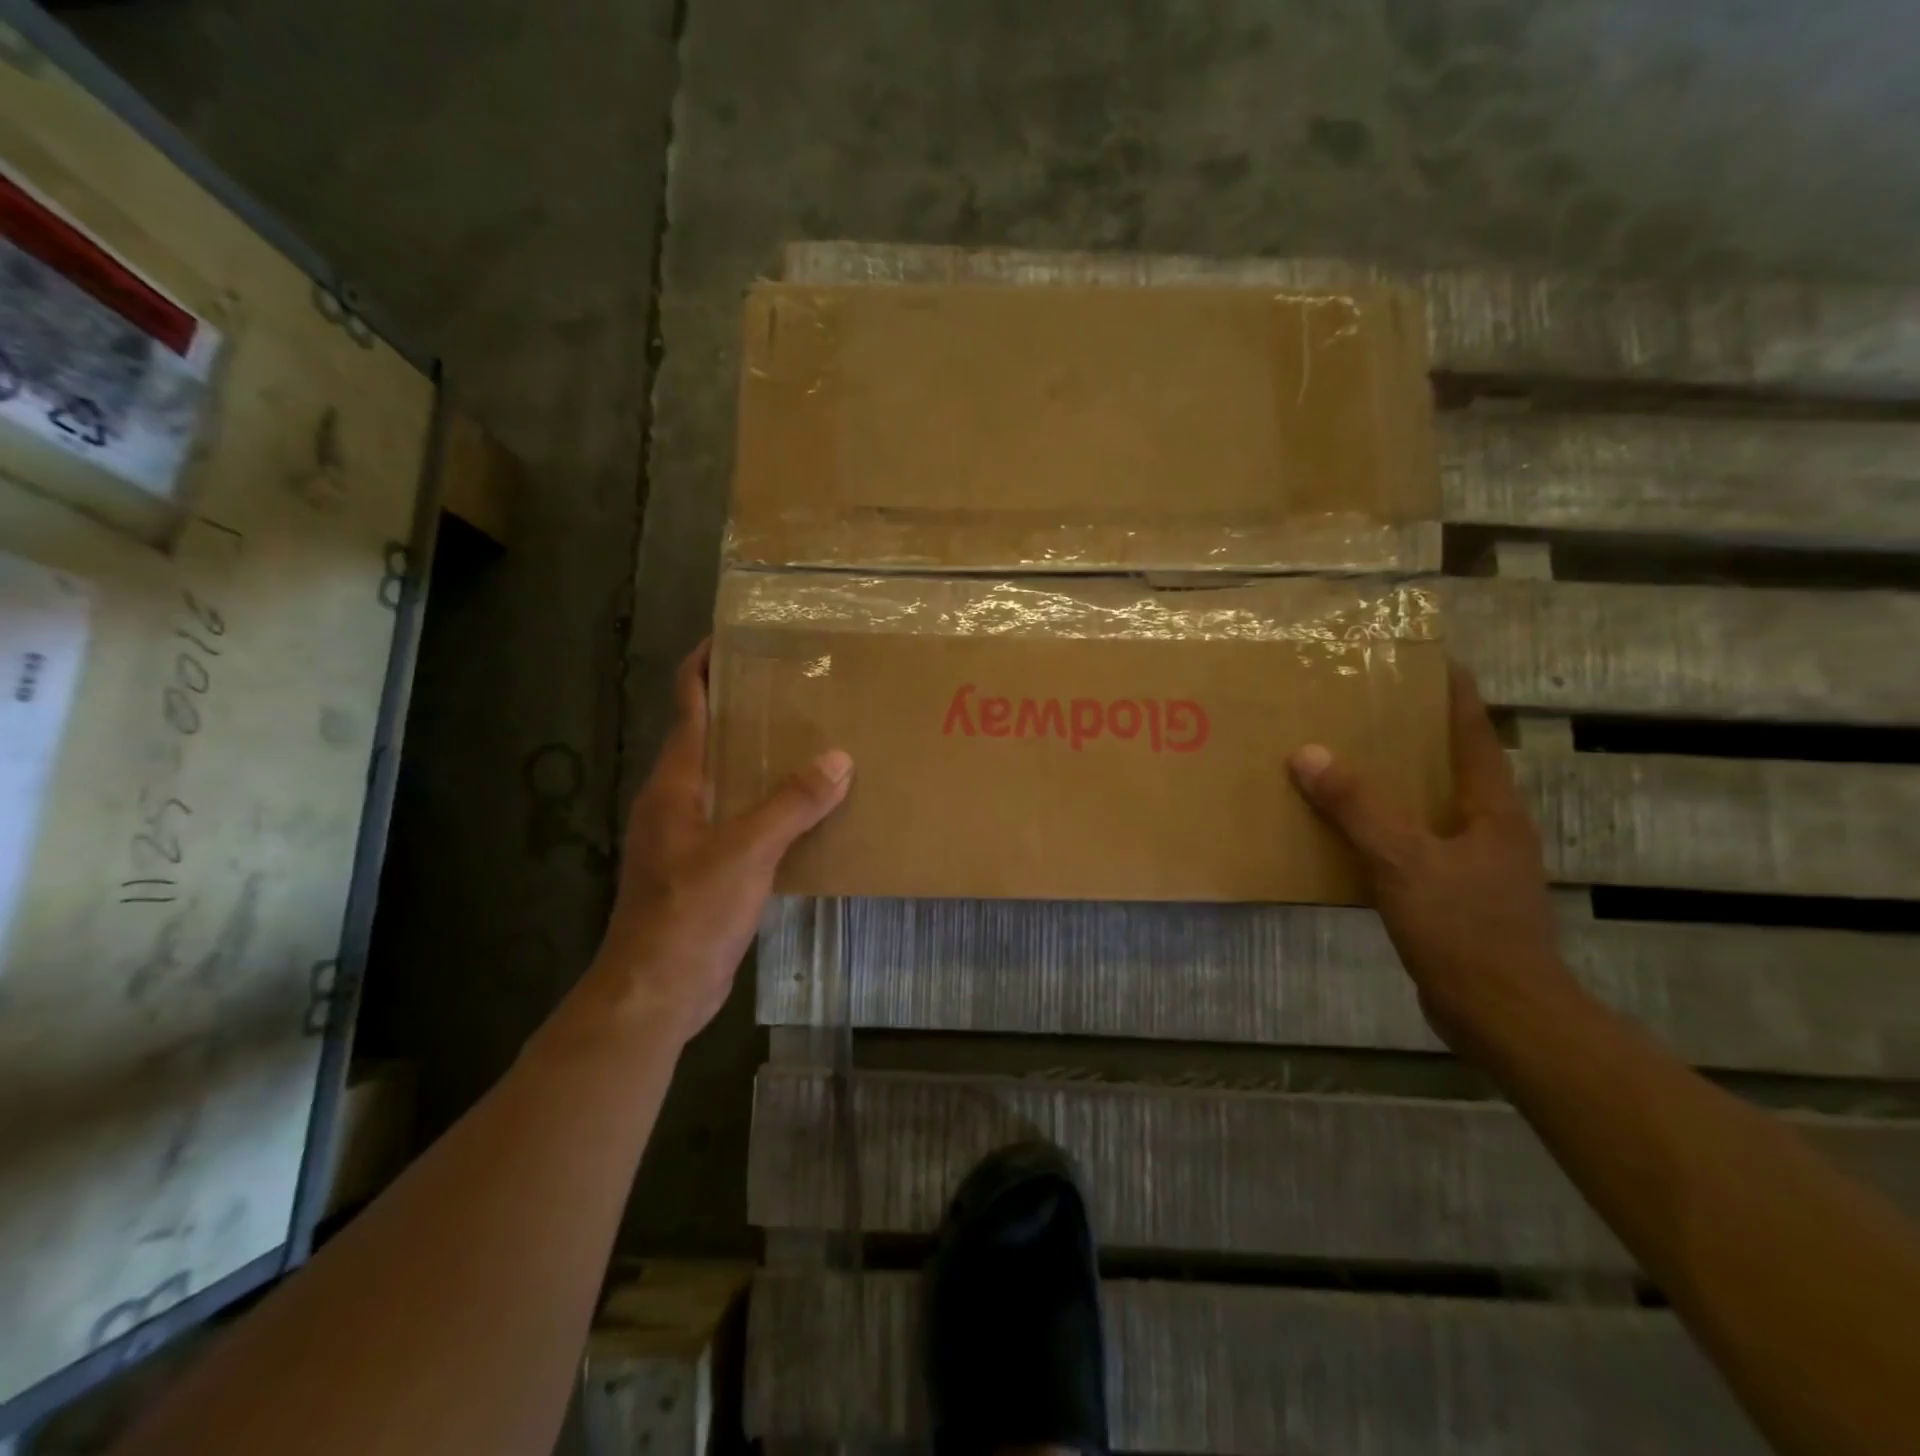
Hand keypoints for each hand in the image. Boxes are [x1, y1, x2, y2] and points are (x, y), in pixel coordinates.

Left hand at [582, 641, 851, 1044]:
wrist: (656, 990)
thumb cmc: (691, 910)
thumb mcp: (747, 851)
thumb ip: (792, 803)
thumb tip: (838, 758)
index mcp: (676, 782)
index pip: (687, 704)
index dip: (705, 665)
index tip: (737, 636)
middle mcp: (677, 799)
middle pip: (709, 736)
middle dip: (745, 708)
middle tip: (797, 688)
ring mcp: (688, 835)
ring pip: (728, 780)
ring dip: (760, 758)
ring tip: (811, 740)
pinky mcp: (705, 867)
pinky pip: (741, 818)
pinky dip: (769, 804)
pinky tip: (807, 810)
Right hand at [1287, 664, 1582, 1060]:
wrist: (1501, 1014)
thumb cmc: (1464, 928)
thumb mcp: (1402, 860)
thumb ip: (1357, 806)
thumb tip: (1308, 752)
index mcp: (1490, 807)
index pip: (1473, 732)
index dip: (1453, 693)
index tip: (1428, 659)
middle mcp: (1487, 826)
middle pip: (1450, 764)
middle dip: (1413, 733)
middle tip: (1365, 705)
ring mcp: (1473, 862)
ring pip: (1428, 805)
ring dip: (1394, 781)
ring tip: (1346, 759)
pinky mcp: (1452, 894)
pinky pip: (1411, 842)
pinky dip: (1381, 826)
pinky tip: (1346, 830)